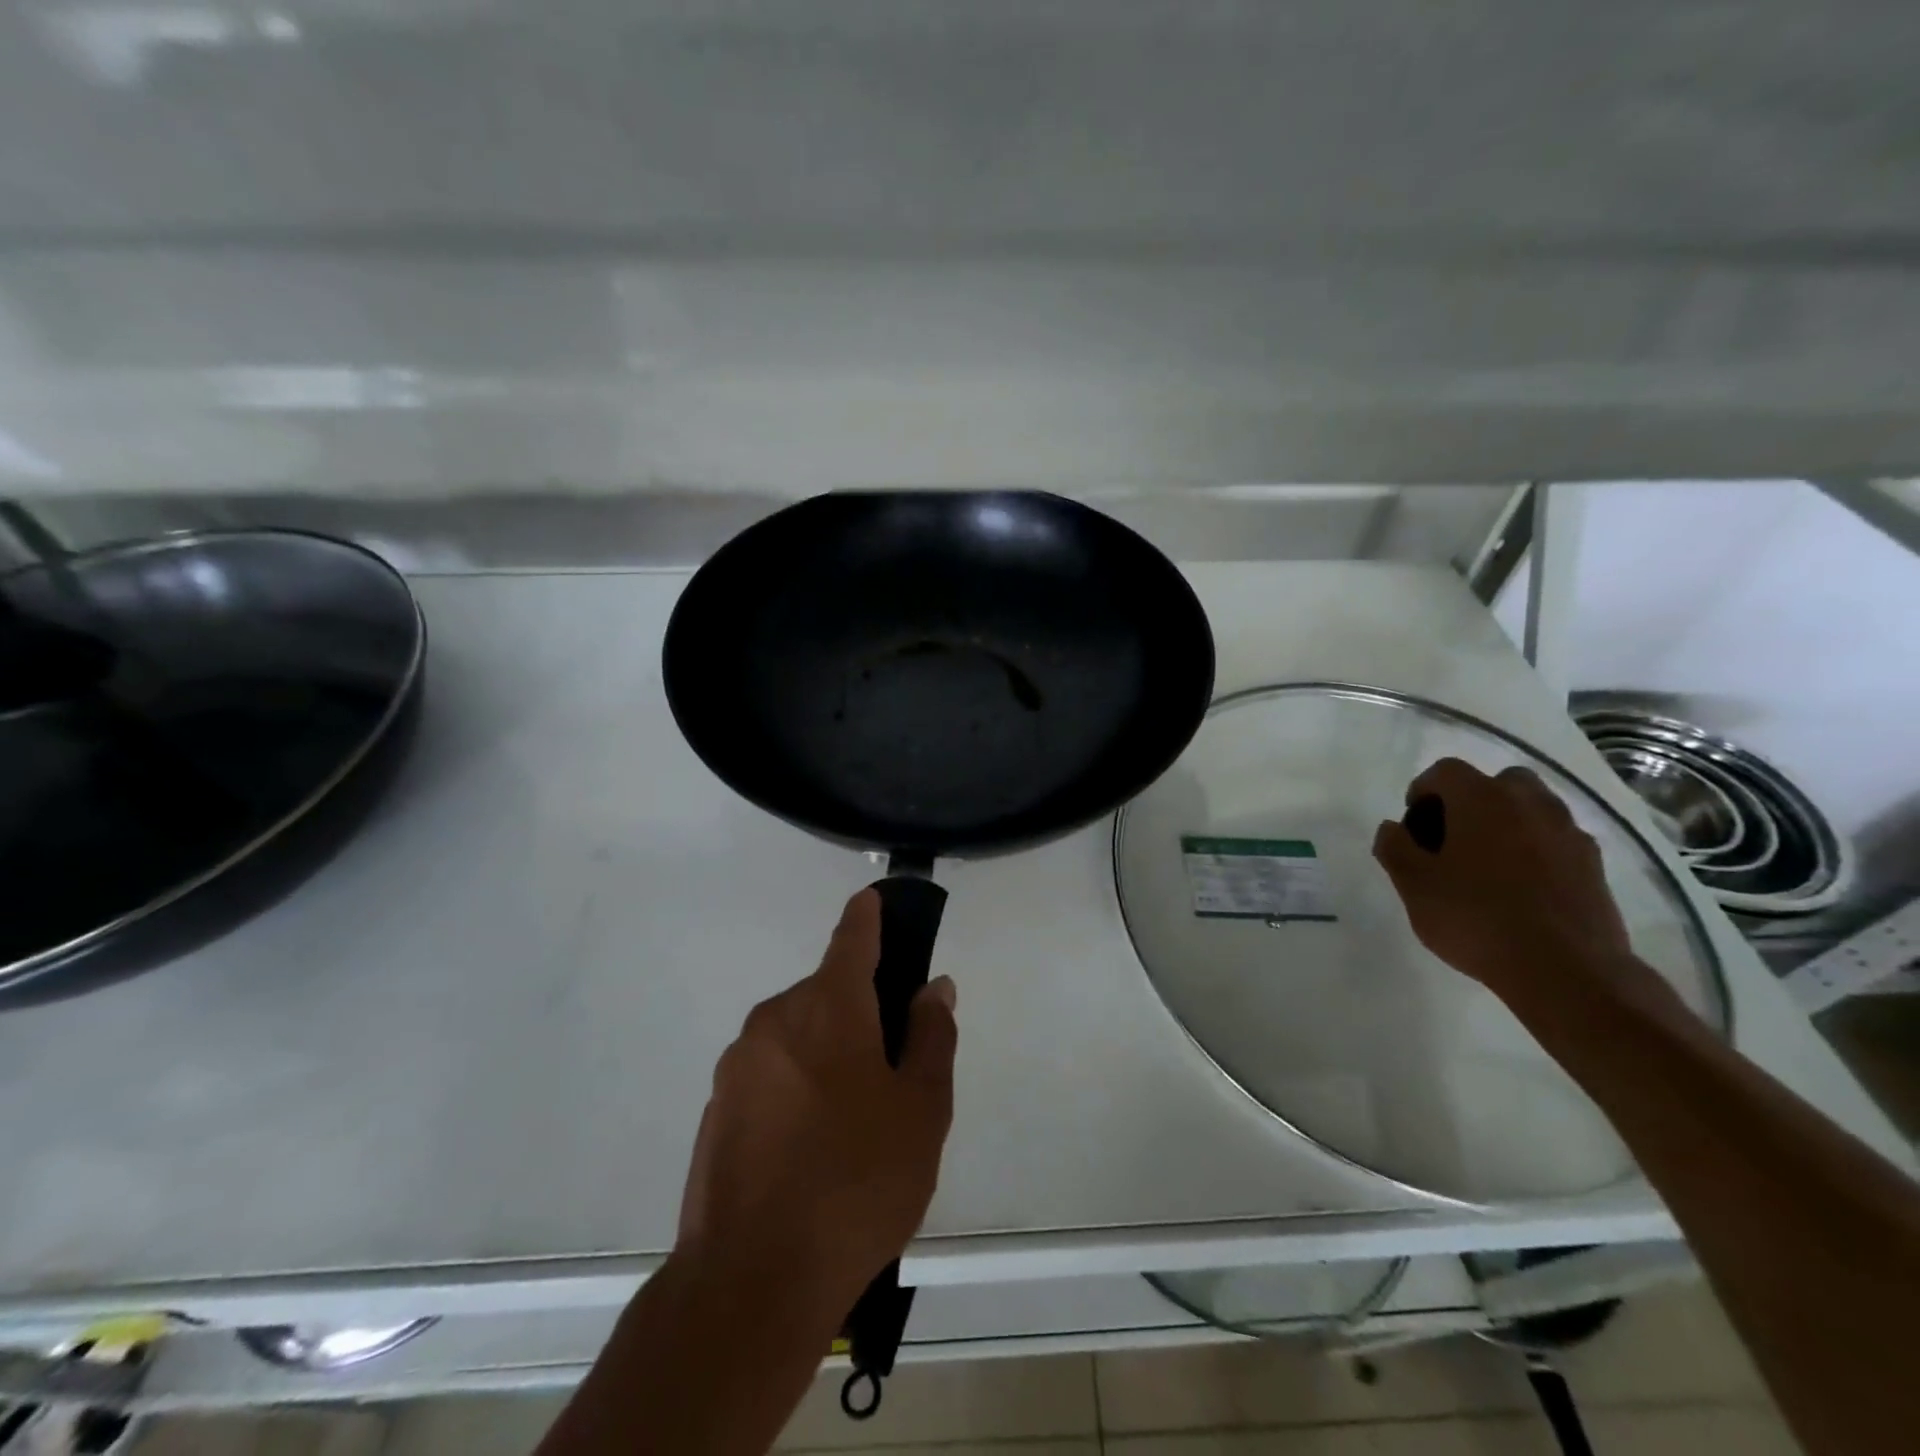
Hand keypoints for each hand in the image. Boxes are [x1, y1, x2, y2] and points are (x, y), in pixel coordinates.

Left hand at [676, 889, 957, 1313]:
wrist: (752, 1282)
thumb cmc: (856, 1183)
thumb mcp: (921, 1110)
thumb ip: (930, 1036)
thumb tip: (933, 987)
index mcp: (828, 1007)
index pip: (851, 937)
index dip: (868, 915)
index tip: (876, 901)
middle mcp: (776, 1018)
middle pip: (827, 992)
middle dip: (859, 1009)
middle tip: (891, 1066)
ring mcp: (739, 1063)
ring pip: (797, 1034)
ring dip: (827, 1052)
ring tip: (853, 1121)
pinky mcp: (717, 1106)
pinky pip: (770, 1072)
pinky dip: (796, 1084)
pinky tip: (812, 1147)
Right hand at [1371, 758, 1659, 1010]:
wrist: (1565, 970)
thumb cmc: (1475, 917)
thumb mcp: (1413, 884)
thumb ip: (1395, 847)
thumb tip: (1393, 828)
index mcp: (1482, 799)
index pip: (1445, 771)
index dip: (1422, 792)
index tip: (1413, 828)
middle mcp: (1530, 803)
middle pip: (1496, 782)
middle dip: (1470, 801)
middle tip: (1452, 839)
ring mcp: (1568, 833)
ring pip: (1531, 808)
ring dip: (1506, 823)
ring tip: (1486, 865)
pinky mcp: (1593, 865)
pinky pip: (1555, 839)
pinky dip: (1535, 849)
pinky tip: (1520, 888)